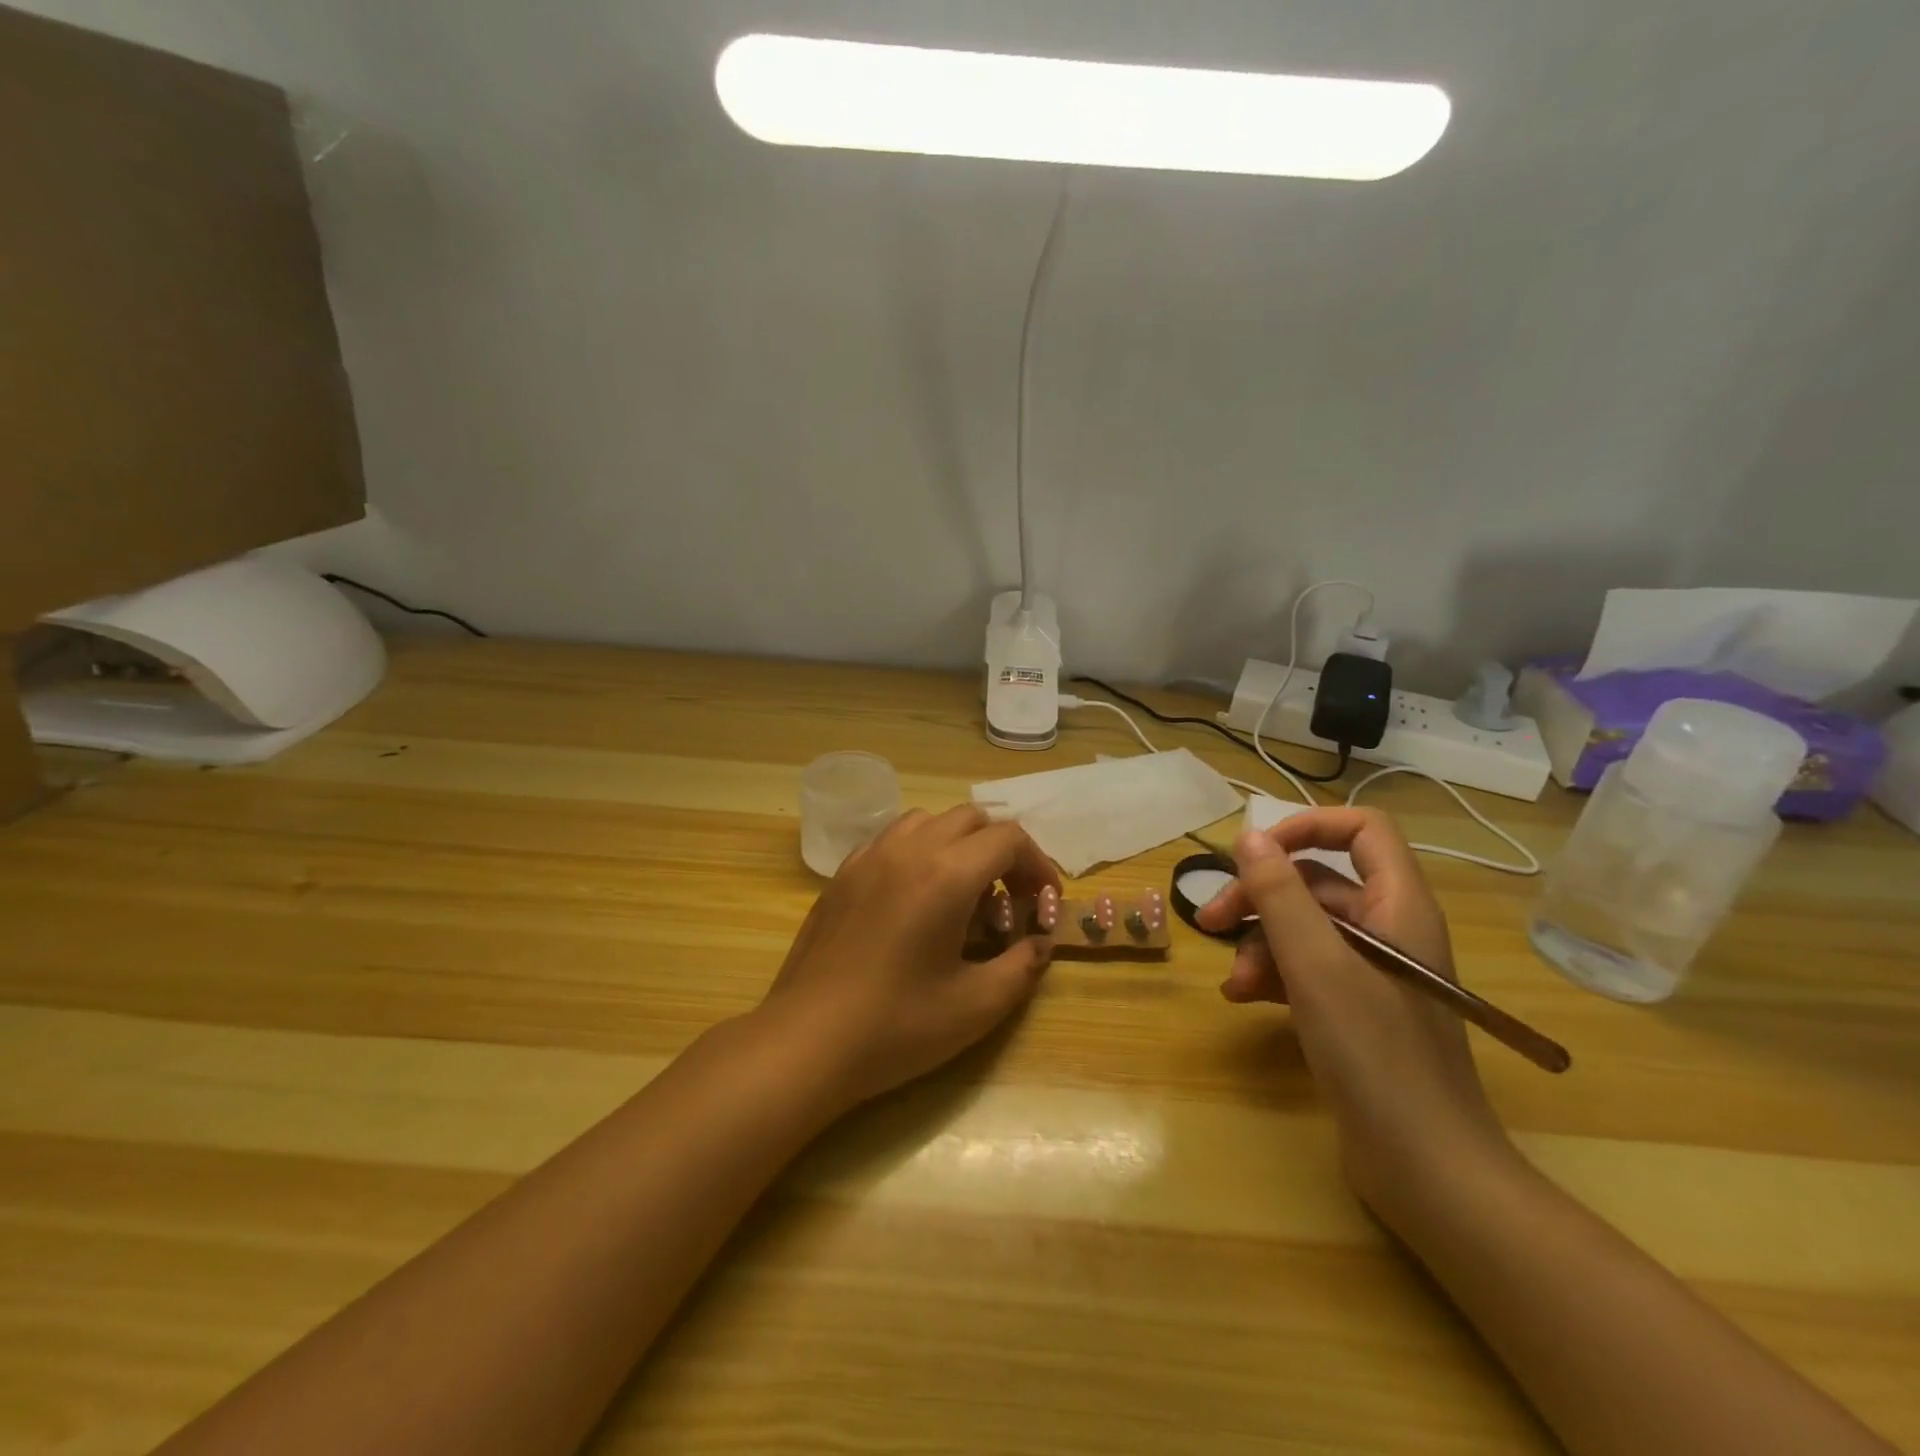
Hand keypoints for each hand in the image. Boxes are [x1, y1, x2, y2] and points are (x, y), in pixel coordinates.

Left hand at [760, 805, 1059, 1110]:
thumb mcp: (977, 1006)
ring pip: (928, 821)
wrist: (806, 1041)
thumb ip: (1022, 967)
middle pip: (970, 819)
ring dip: (958, 845)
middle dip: (1001, 851)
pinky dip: (918, 852)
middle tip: (1008, 900)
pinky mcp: (842, 874)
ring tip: (962, 894)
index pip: (1008, 839)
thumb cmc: (897, 1026)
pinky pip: (891, 839)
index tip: (1042, 903)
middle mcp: (908, 850)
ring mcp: (869, 857)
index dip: (1037, 864)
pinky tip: (915, 899)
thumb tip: (1039, 943)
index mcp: (946, 874)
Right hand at [1195, 808, 1514, 1221]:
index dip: (1307, 827)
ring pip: (1305, 929)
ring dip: (1260, 945)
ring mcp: (1374, 972)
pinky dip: (1273, 976)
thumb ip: (1279, 894)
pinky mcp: (1357, 1009)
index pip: (1362, 830)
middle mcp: (1391, 929)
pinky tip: (1244, 999)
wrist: (1426, 1168)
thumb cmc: (1375, 1053)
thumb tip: (1249, 835)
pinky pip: (1307, 969)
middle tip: (1211, 921)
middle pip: (1317, 883)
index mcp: (1399, 905)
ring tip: (1232, 982)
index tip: (1255, 852)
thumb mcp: (1316, 964)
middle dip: (1260, 897)